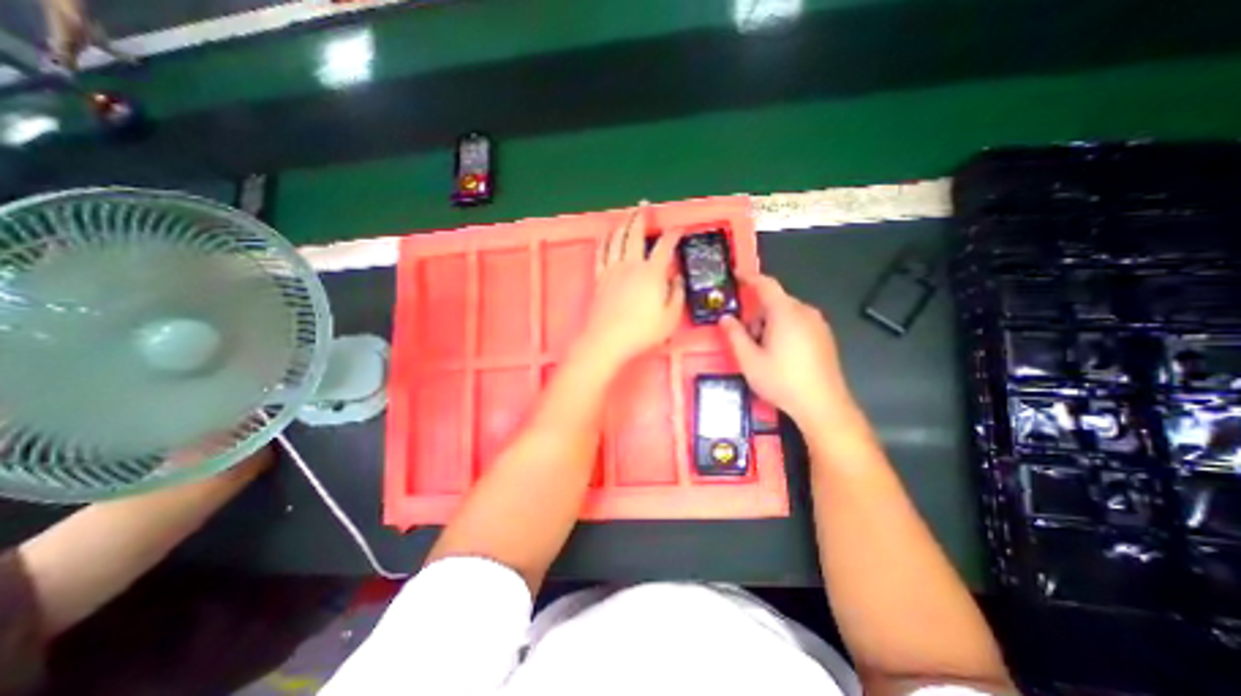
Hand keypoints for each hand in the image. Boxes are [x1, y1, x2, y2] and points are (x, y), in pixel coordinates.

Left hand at [576, 200, 683, 370]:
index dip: (673, 234)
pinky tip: (607, 236)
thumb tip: (678, 279)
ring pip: (616, 239)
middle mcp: (631, 265)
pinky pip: (601, 252)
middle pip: (635, 234)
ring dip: (623, 223)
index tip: (678, 229)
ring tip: (627, 215)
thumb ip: (677, 294)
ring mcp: (612, 270)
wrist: (607, 340)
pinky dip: (605, 240)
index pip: (664, 246)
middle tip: (644, 206)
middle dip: (641, 217)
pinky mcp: (599, 278)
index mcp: (652, 273)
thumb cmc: (641, 332)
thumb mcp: (670, 317)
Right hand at [719, 272, 854, 426]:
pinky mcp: (825, 337)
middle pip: (775, 301)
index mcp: (785, 312)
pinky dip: (784, 329)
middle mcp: (805, 312)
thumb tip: (725, 318)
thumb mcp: (749, 360)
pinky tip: (780, 354)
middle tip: (745, 336)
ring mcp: (818, 324)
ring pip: (787, 313)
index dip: (749, 277)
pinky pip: (799, 323)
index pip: (765, 284)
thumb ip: (734, 335)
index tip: (735, 275)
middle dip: (757, 313)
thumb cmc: (781, 381)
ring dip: (770, 323)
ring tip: (762, 350)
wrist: (823, 406)